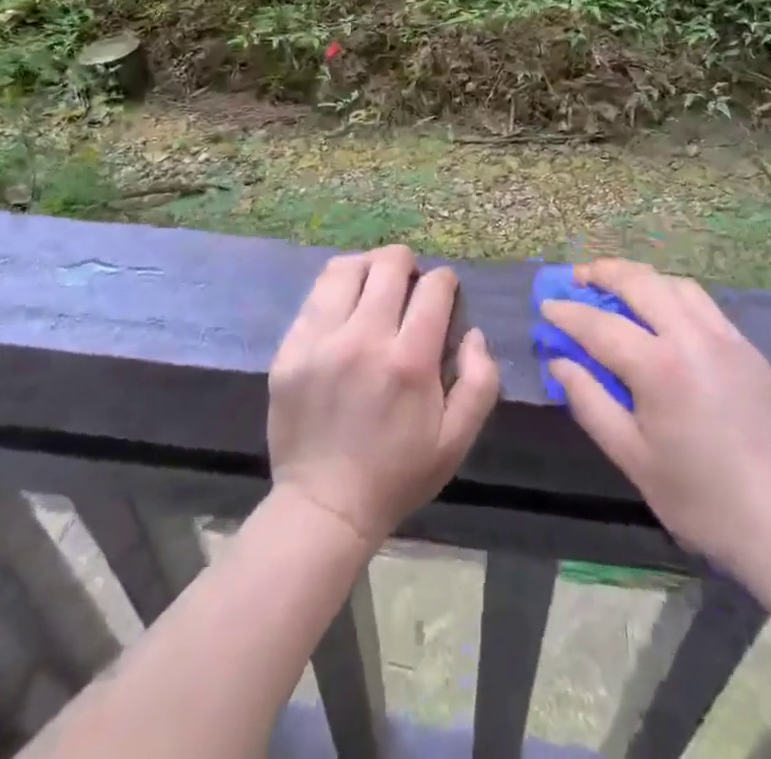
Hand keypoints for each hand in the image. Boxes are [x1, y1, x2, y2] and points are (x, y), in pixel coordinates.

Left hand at [268, 245, 501, 544]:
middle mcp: (363, 340)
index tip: (444, 293)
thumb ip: (480, 381)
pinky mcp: (290, 349)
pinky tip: (343, 310)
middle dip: (407, 264)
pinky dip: (335, 292)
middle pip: (388, 264)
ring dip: (367, 268)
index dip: (445, 282)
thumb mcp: (457, 440)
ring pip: (345, 268)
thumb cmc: (398, 473)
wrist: (324, 506)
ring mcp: (320, 341)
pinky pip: (314, 296)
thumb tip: (473, 333)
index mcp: (409, 361)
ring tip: (373, 285)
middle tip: (409, 284)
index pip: (434, 287)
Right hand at [543, 259, 770, 584]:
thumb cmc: (703, 501)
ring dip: (641, 279)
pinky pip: (703, 304)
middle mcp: (693, 337)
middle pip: (640, 283)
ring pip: (676, 285)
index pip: (600, 325)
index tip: (546, 306)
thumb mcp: (634, 459)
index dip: (568, 313)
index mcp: (660, 367)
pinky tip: (664, 316)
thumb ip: (590, 402)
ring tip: (618, 289)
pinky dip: (673, 295)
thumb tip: (560, 361)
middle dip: (603, 273)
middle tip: (577, 278)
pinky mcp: (750, 350)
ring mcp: (727, 339)